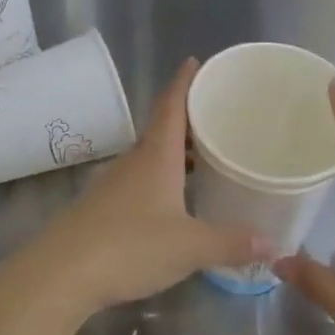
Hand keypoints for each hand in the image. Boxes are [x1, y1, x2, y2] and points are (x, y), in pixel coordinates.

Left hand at [13, 58, 264, 318]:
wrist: (62, 272)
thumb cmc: (130, 246)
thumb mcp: (190, 247)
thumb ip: (231, 242)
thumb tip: (272, 241)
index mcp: (155, 156)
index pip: (170, 105)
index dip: (183, 82)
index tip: (194, 62)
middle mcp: (133, 161)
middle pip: (161, 130)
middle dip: (187, 120)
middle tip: (216, 117)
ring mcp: (113, 184)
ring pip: (149, 157)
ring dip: (174, 153)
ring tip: (203, 159)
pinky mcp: (101, 207)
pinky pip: (138, 181)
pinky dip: (160, 179)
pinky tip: (173, 201)